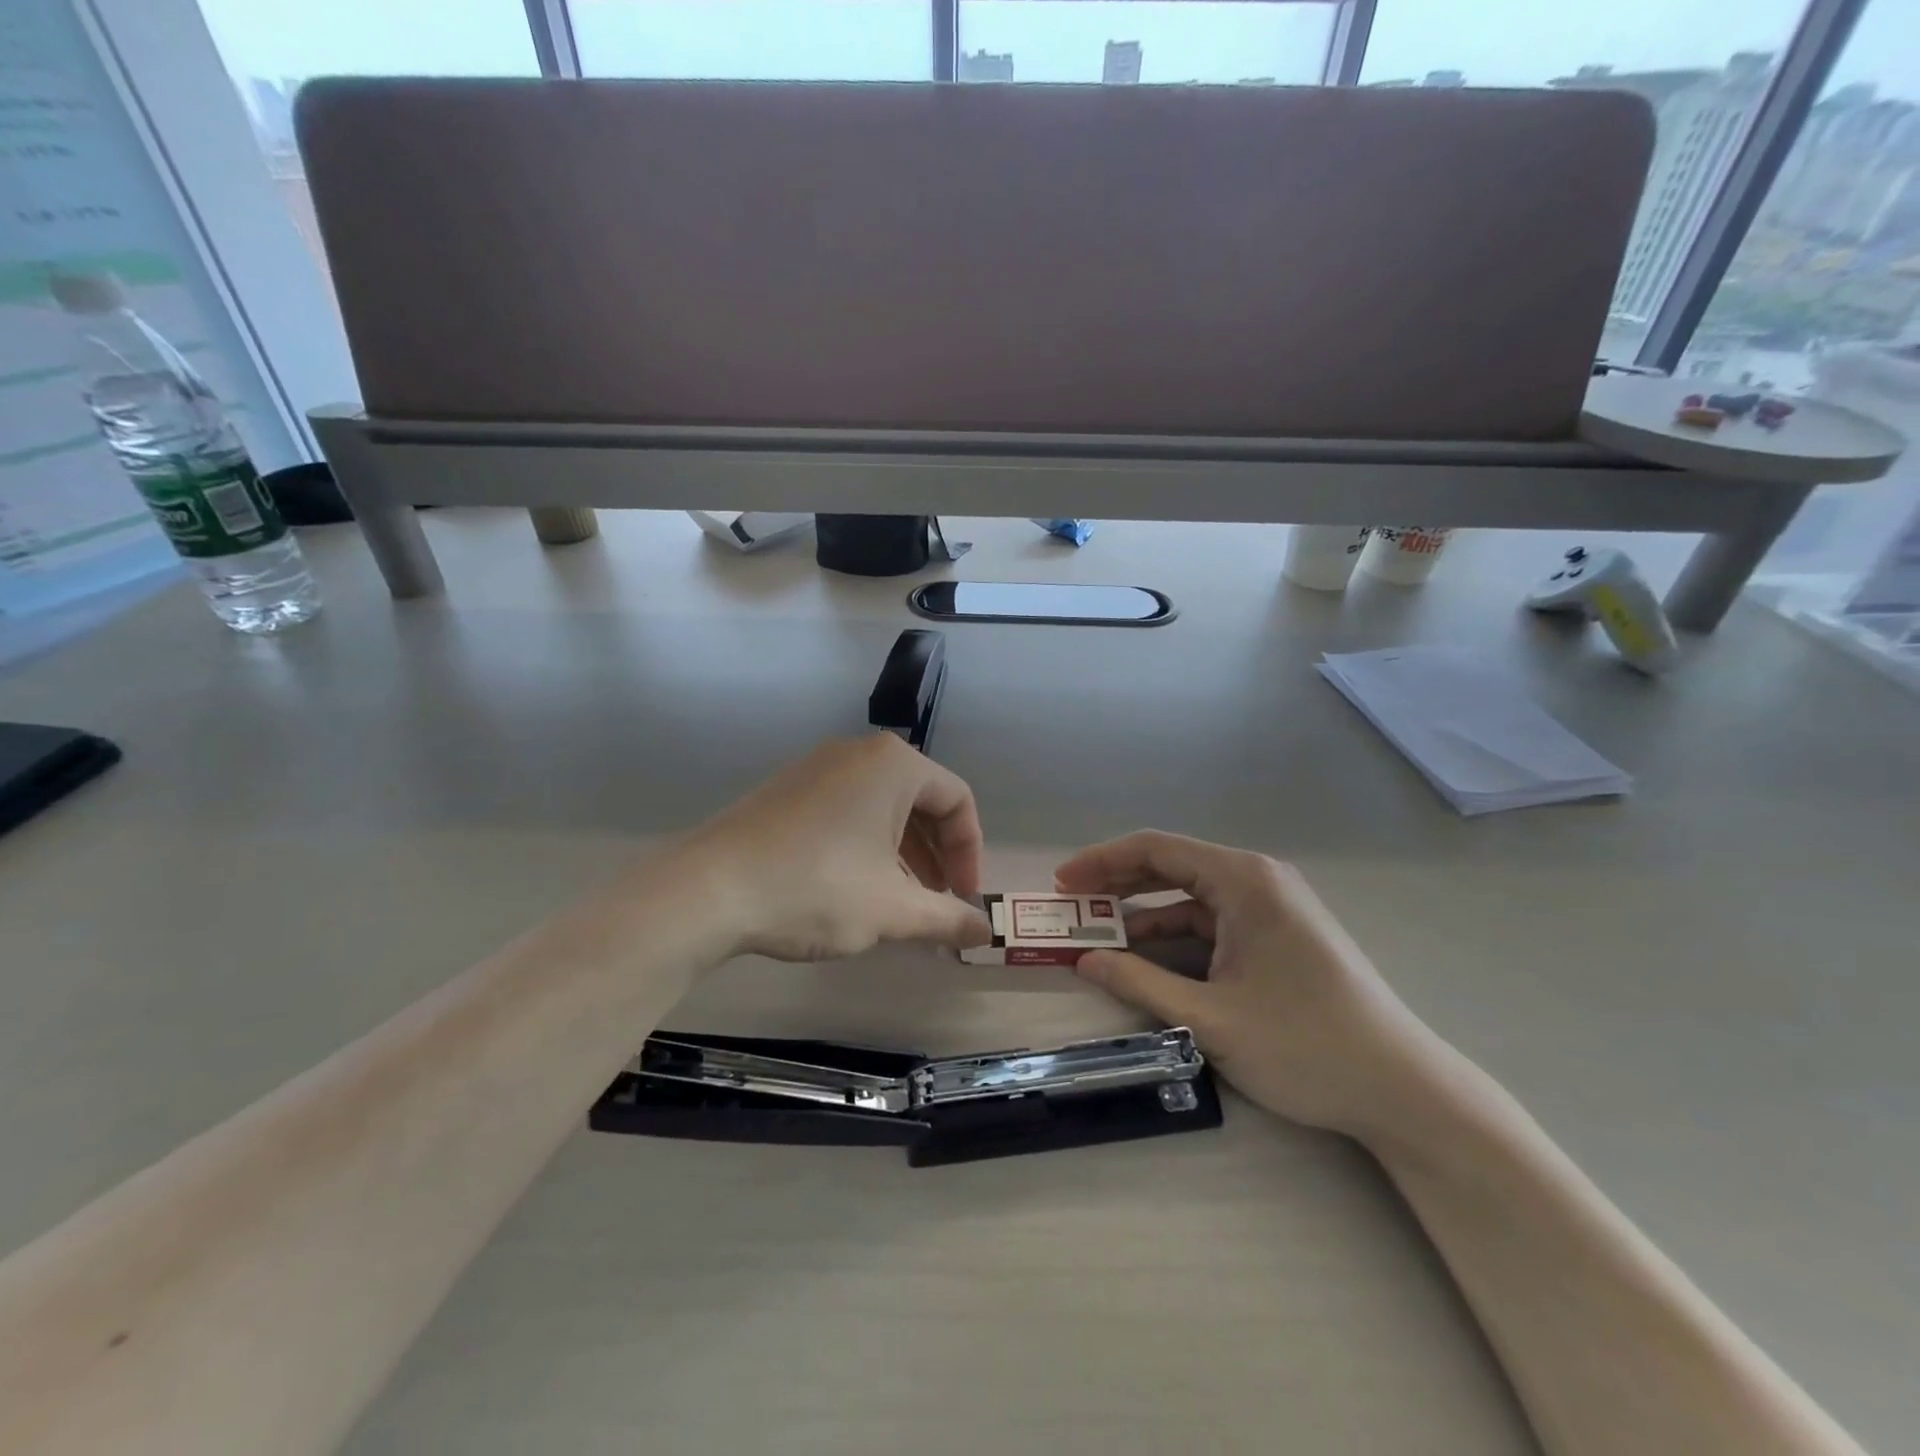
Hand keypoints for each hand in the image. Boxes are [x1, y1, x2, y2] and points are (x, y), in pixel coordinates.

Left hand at [686, 735, 992, 962]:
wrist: (708, 890)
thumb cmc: (817, 888)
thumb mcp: (892, 910)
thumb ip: (947, 918)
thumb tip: (986, 933)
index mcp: (893, 765)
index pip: (957, 800)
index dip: (970, 852)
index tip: (964, 899)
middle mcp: (857, 754)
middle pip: (920, 799)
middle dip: (937, 854)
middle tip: (938, 901)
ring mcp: (816, 768)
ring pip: (881, 807)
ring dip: (903, 853)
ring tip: (901, 901)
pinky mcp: (786, 790)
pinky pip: (846, 810)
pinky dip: (866, 845)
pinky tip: (855, 887)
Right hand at [1055, 832, 1436, 1135]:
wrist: (1403, 1090)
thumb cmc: (1306, 1046)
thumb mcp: (1210, 1019)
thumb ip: (1139, 983)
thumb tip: (1083, 961)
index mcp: (1243, 880)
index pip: (1156, 849)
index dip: (1102, 862)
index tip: (1062, 884)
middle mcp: (1257, 880)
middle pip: (1171, 866)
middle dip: (1117, 884)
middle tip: (1071, 906)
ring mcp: (1271, 908)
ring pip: (1190, 897)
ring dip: (1144, 914)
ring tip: (1099, 934)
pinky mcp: (1278, 935)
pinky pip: (1212, 922)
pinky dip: (1175, 936)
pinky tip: (1147, 958)